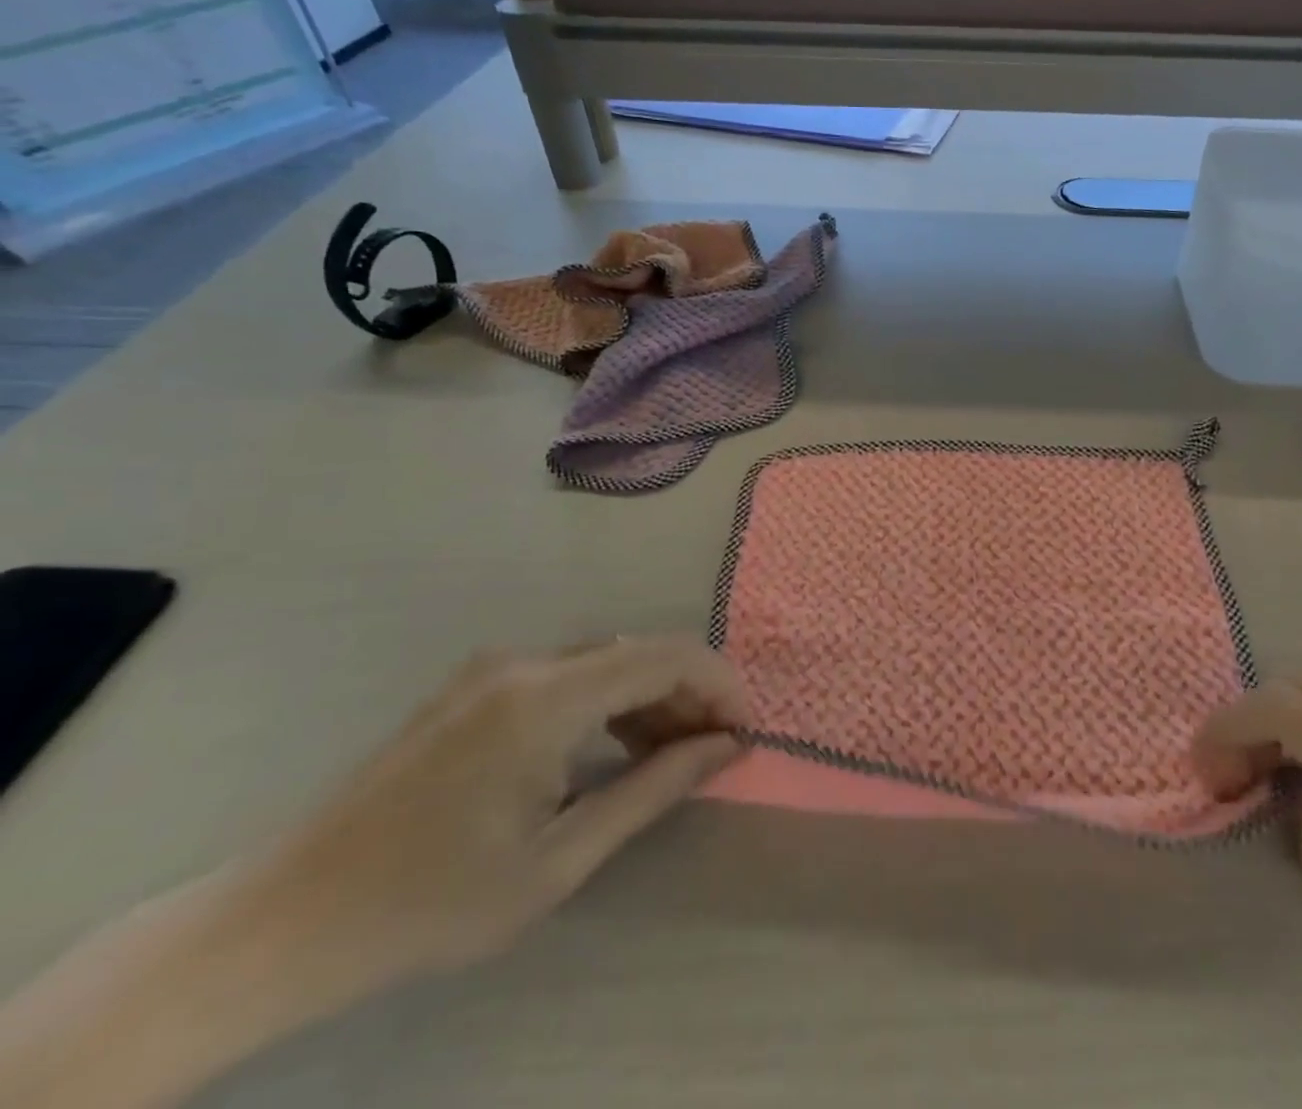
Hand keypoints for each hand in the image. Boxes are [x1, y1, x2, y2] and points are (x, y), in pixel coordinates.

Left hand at [249, 637, 747, 991]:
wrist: (283, 921)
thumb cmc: (428, 903)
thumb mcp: (557, 862)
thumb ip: (652, 791)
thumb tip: (725, 747)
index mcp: (544, 698)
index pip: (664, 657)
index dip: (718, 684)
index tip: (746, 728)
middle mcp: (524, 662)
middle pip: (639, 651)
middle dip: (690, 692)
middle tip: (717, 747)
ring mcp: (495, 668)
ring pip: (606, 659)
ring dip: (651, 695)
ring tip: (676, 750)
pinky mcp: (477, 685)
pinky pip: (568, 673)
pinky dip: (609, 700)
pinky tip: (615, 744)